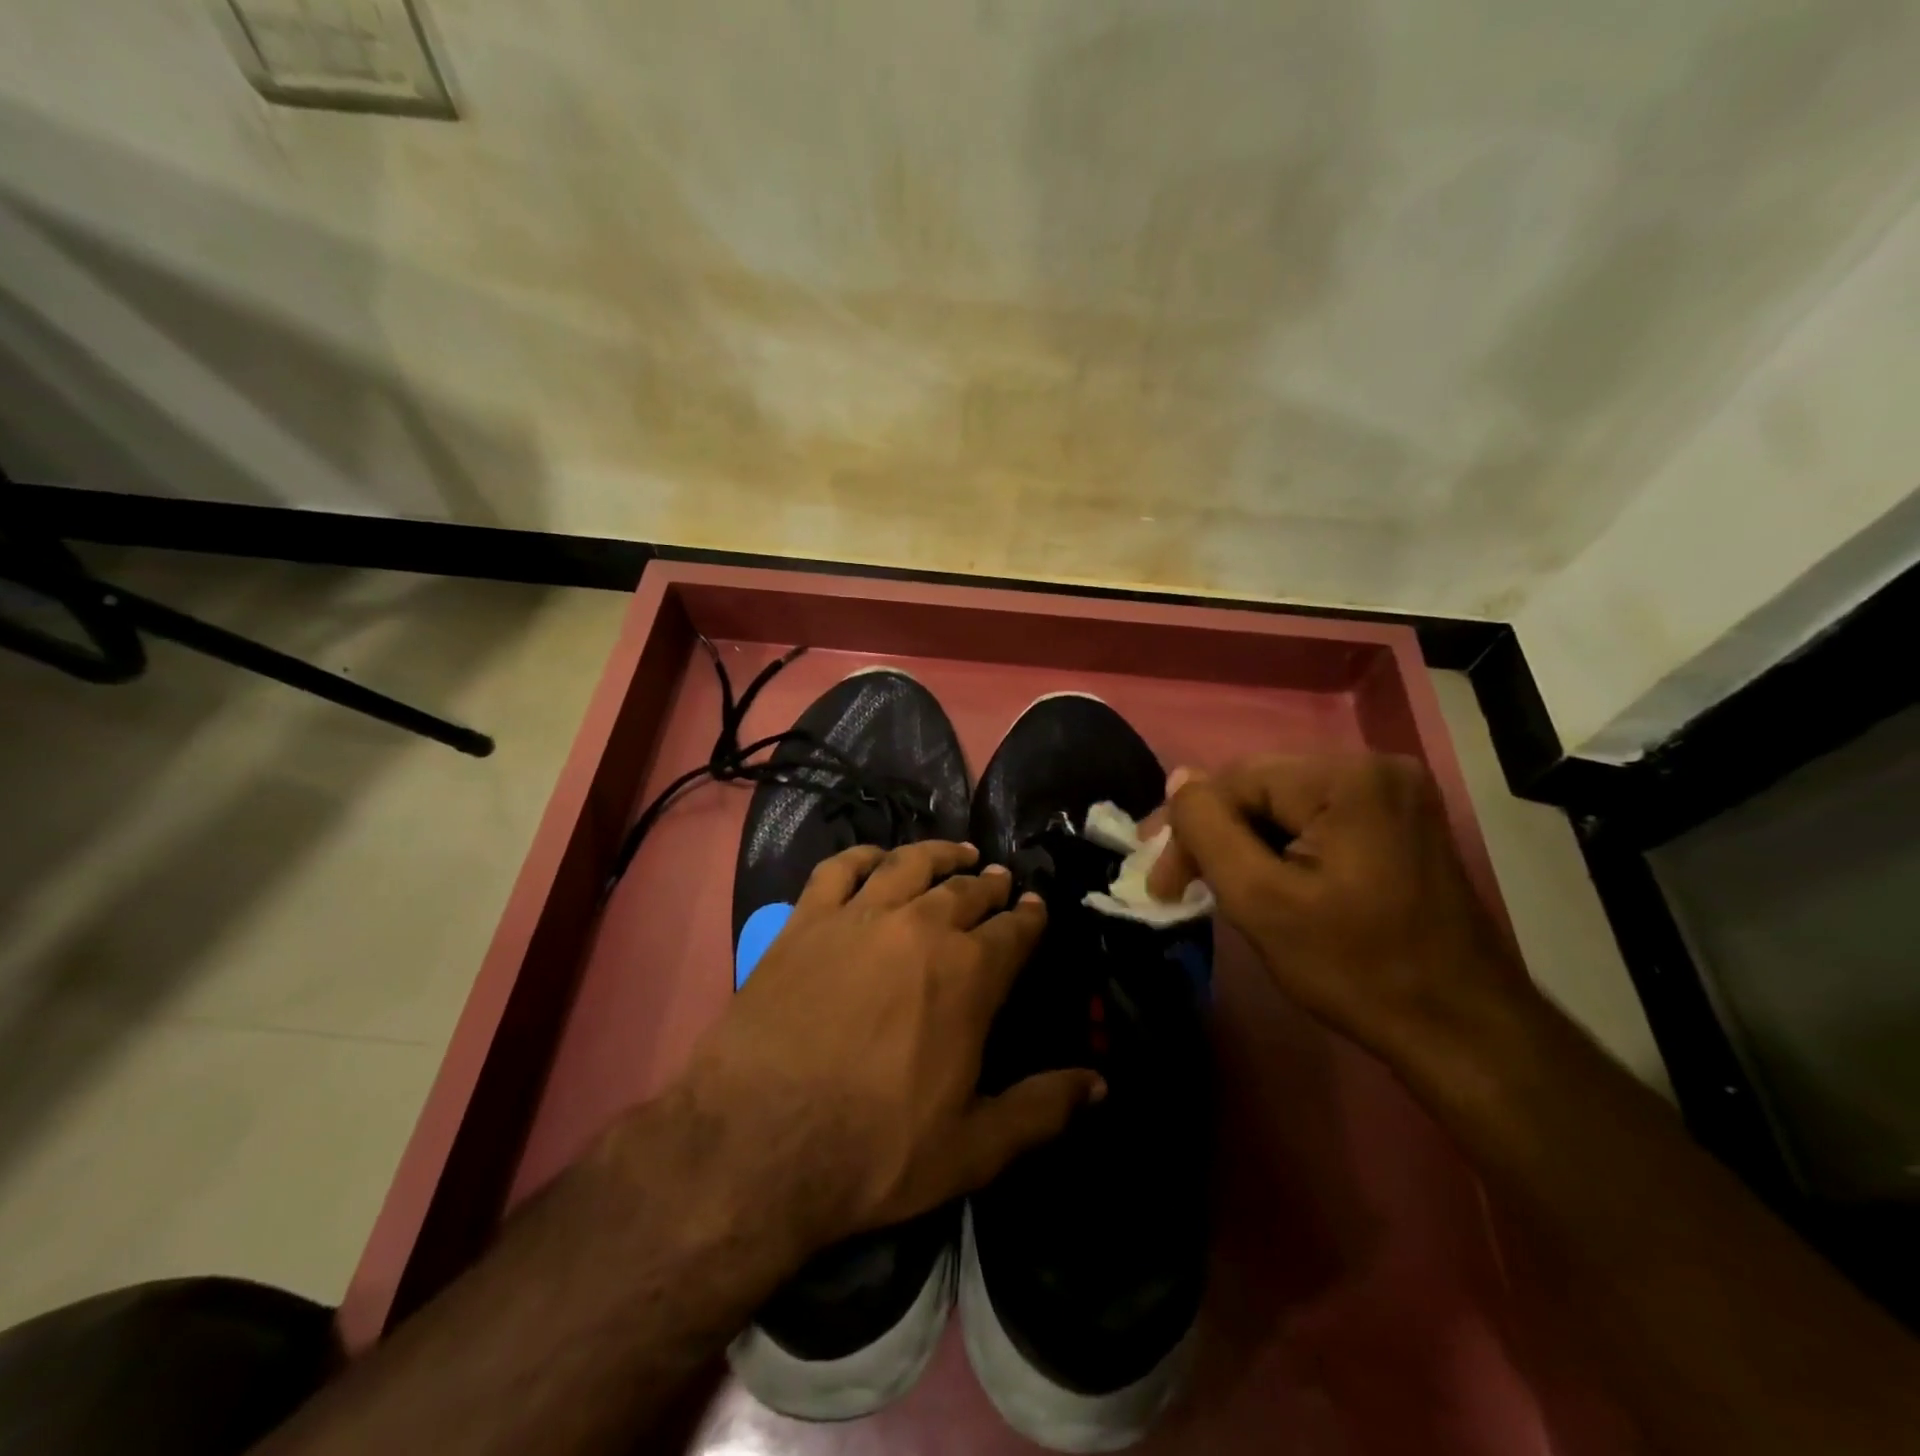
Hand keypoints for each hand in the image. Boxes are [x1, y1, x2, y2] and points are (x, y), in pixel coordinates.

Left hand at [673, 840, 1104, 1250]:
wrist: (757, 1143)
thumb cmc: (874, 1149)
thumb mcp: (974, 1148)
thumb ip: (1042, 1110)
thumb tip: (1101, 1084)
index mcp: (969, 975)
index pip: (1014, 931)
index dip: (1030, 917)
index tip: (1036, 907)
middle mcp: (920, 928)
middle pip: (965, 891)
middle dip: (990, 884)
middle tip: (1000, 879)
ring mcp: (859, 917)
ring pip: (910, 865)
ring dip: (939, 854)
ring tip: (957, 852)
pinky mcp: (806, 920)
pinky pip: (840, 868)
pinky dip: (864, 855)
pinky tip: (877, 856)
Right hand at [1146, 754, 1532, 1066]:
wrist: (1464, 1031)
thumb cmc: (1356, 969)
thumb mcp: (1260, 901)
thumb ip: (1208, 831)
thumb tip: (1178, 778)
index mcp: (1347, 778)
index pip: (1236, 781)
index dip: (1189, 828)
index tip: (1161, 884)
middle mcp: (1377, 765)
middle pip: (1262, 787)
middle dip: (1216, 834)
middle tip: (1177, 882)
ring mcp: (1396, 791)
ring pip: (1286, 803)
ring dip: (1246, 841)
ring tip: (1217, 884)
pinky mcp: (1402, 818)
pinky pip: (1318, 816)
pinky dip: (1284, 844)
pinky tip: (1266, 877)